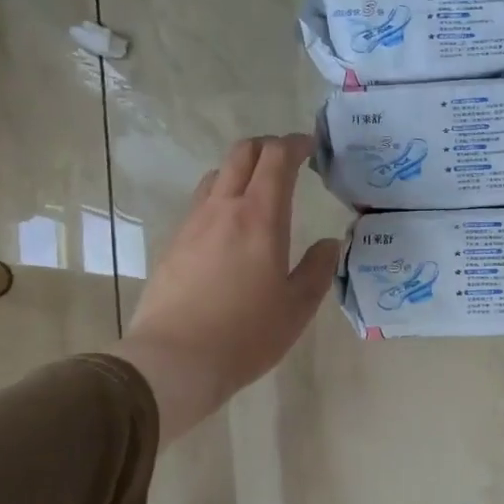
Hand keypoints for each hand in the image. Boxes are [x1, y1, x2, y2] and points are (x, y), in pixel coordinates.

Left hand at [113, 135, 340, 444]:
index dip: (295, 145)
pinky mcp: (174, 244)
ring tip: (258, 192)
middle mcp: (223, 209)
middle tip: (288, 160)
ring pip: (216, 176)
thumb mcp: (298, 307)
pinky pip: (200, 205)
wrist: (176, 359)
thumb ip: (319, 269)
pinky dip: (221, 198)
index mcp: (260, 218)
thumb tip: (330, 244)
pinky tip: (230, 229)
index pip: (276, 159)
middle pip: (242, 155)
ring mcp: (193, 224)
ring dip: (241, 171)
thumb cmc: (247, 334)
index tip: (311, 148)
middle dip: (267, 147)